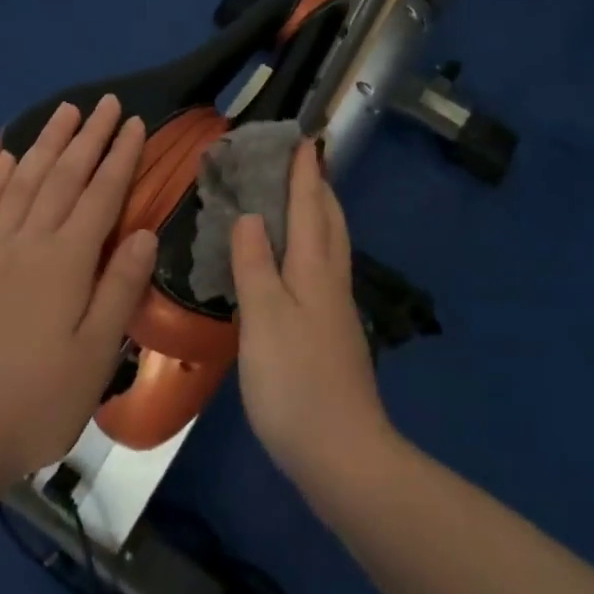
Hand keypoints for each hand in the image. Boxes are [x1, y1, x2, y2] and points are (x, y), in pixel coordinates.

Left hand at [0, 97, 156, 492]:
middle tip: (107, 103)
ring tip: (64, 112)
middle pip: (63, 177)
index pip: (101, 195)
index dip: (120, 157)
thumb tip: (145, 232)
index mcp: (65, 263)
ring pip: (23, 182)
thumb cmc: (40, 401)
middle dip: (88, 136)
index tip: (135, 124)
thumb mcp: (97, 355)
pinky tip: (5, 158)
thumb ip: (120, 288)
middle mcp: (28, 244)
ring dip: (46, 144)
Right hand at [231, 142, 393, 496]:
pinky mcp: (332, 335)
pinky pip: (323, 271)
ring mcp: (336, 310)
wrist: (342, 454)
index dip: (304, 172)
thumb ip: (255, 264)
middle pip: (330, 222)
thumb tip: (251, 215)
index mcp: (315, 269)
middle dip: (318, 188)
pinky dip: (311, 248)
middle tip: (300, 163)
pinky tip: (294, 263)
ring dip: (318, 215)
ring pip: (331, 247)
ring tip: (298, 202)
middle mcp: (331, 281)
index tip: (303, 138)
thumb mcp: (264, 317)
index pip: (311, 206)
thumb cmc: (295, 381)